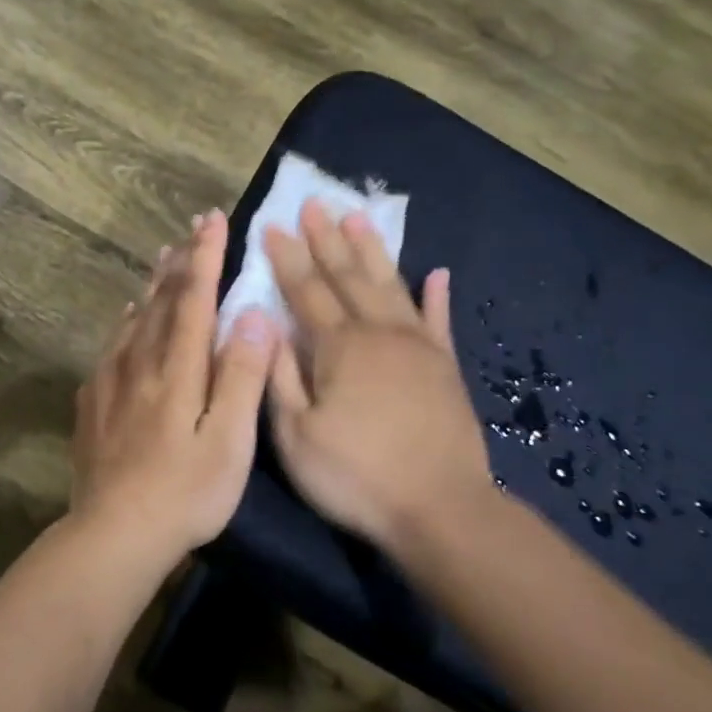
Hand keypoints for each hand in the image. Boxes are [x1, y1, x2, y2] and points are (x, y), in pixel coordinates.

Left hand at [70, 210, 276, 555]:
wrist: (113, 532)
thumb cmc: (185, 491)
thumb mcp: (230, 440)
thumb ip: (242, 375)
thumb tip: (253, 313)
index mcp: (178, 368)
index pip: (194, 298)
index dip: (206, 257)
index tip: (214, 220)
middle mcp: (141, 362)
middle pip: (162, 299)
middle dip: (181, 259)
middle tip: (192, 227)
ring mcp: (111, 380)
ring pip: (135, 317)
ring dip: (153, 283)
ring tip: (163, 257)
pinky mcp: (93, 401)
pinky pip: (113, 344)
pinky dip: (128, 321)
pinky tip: (130, 318)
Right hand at [264, 200, 492, 564]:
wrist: (440, 508)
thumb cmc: (355, 476)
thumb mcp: (296, 434)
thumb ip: (279, 374)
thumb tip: (265, 323)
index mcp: (338, 347)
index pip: (305, 290)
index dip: (287, 258)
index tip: (273, 225)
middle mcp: (379, 333)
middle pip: (348, 275)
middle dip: (327, 238)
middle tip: (314, 202)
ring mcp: (418, 346)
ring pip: (390, 285)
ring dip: (372, 250)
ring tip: (359, 216)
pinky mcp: (446, 367)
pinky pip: (439, 320)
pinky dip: (437, 295)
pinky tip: (437, 273)